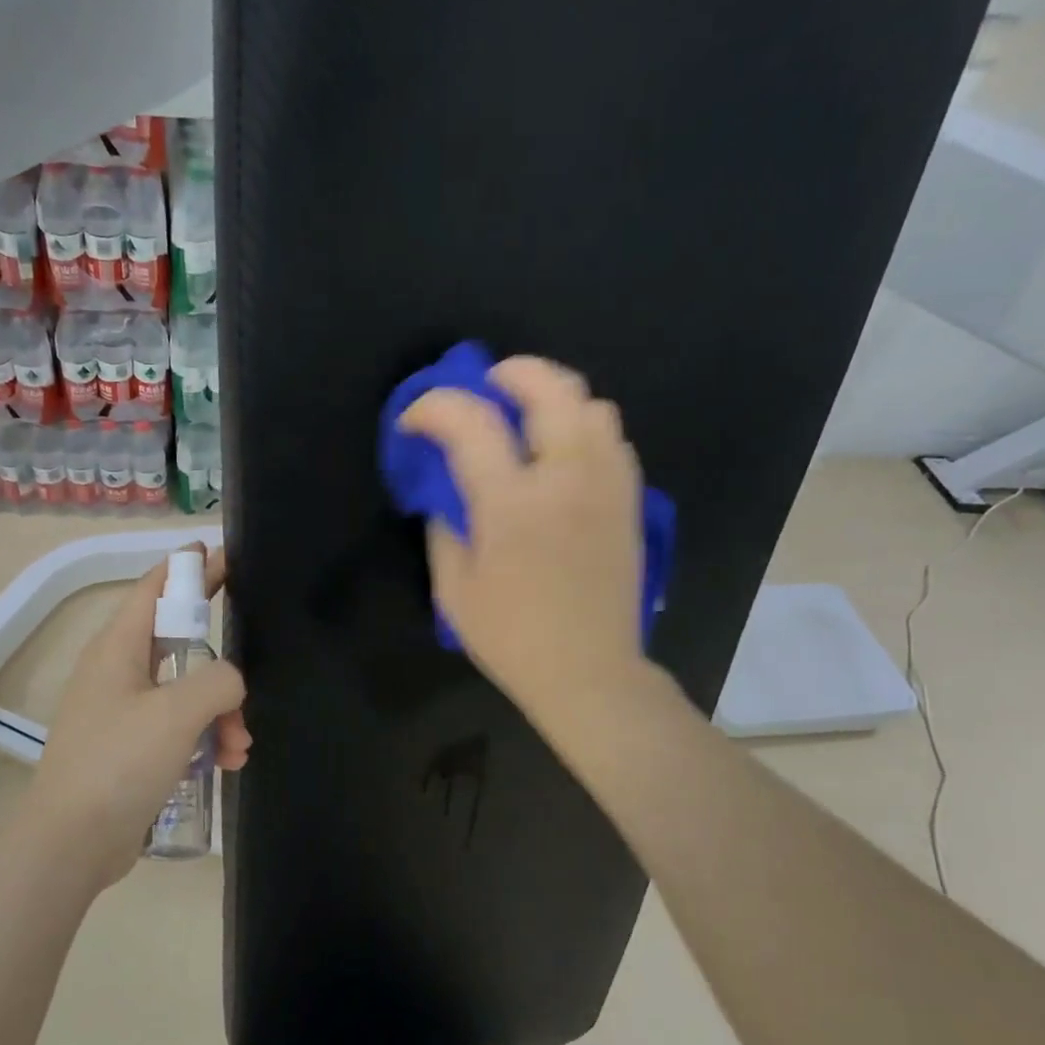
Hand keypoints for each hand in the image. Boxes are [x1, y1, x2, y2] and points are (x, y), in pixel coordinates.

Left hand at [30, 546, 249, 887]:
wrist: (72, 844)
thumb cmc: (119, 763)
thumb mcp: (177, 712)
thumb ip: (218, 680)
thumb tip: (231, 682)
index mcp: (118, 648)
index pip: (155, 588)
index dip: (188, 568)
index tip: (223, 555)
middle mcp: (118, 672)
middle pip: (178, 641)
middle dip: (219, 658)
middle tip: (257, 653)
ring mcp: (124, 712)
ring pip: (186, 691)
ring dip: (221, 711)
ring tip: (240, 744)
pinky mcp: (132, 749)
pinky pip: (179, 727)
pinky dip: (206, 738)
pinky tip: (229, 762)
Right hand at [399, 357, 650, 726]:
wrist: (589, 672)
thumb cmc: (512, 638)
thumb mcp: (454, 590)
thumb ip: (444, 529)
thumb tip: (447, 495)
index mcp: (511, 505)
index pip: (470, 423)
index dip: (434, 407)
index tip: (415, 421)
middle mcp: (565, 479)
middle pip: (550, 388)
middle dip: (511, 372)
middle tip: (486, 385)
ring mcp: (606, 486)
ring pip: (593, 405)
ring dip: (553, 397)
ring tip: (528, 415)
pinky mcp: (629, 502)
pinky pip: (614, 439)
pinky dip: (583, 428)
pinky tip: (562, 453)